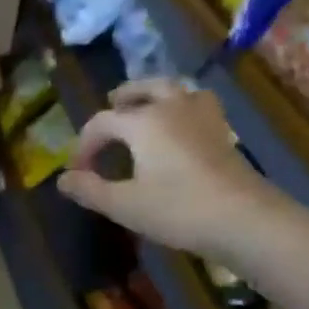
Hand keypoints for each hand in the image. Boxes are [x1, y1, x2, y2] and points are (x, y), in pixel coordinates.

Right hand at [57, 79, 291, 258]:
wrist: (245, 220)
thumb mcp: (123, 205)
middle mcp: (172, 108)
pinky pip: (199, 105)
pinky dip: (183, 107)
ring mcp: (203, 117)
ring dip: (157, 93)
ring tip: (147, 107)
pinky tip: (181, 126)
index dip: (83, 145)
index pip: (101, 122)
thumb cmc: (178, 209)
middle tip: (111, 105)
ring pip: (177, 90)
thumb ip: (89, 189)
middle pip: (144, 89)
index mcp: (143, 122)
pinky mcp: (224, 133)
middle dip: (124, 97)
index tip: (76, 172)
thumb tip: (63, 179)